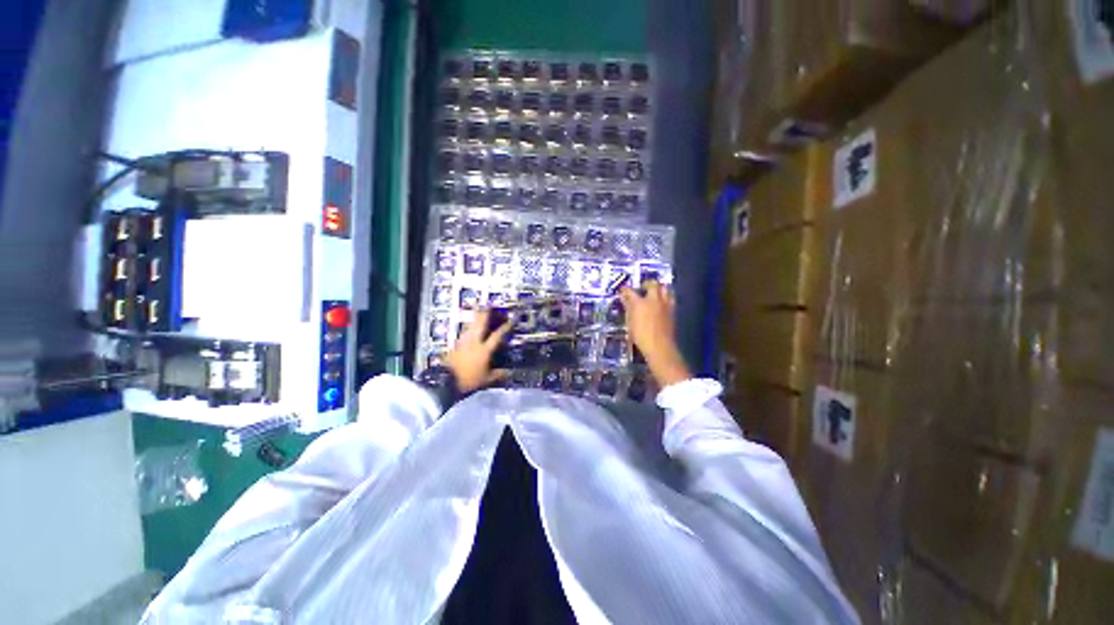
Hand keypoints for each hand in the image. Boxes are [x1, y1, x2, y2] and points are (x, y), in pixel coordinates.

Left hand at [444, 310, 512, 392]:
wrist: (446, 382)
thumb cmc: (468, 380)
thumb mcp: (487, 380)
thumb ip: (498, 374)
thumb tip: (508, 372)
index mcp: (484, 350)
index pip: (497, 335)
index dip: (505, 327)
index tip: (511, 319)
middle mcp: (474, 342)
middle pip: (480, 324)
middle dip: (486, 313)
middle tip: (489, 305)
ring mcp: (463, 342)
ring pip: (471, 326)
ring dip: (476, 318)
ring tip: (479, 311)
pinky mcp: (455, 345)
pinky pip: (464, 333)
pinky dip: (469, 328)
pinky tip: (469, 328)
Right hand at [620, 282, 691, 386]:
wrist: (659, 346)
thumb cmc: (640, 336)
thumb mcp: (630, 322)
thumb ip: (628, 308)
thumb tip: (625, 298)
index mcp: (639, 303)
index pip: (630, 291)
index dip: (626, 290)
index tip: (623, 290)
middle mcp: (654, 300)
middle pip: (653, 284)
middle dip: (647, 283)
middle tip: (643, 287)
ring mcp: (665, 304)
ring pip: (665, 289)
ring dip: (660, 288)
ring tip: (655, 292)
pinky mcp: (672, 311)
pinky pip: (670, 298)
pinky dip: (666, 296)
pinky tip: (662, 302)